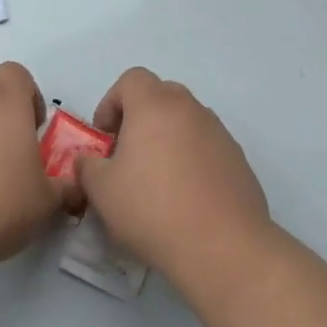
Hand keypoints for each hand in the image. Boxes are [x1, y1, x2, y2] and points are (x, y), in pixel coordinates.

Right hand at [76, 68, 271, 291]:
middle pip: (161, 95)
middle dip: (139, 118)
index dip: (111, 102)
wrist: (222, 247)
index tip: (105, 138)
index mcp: (155, 106)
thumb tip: (89, 161)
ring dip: (167, 139)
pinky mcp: (238, 160)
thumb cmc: (152, 209)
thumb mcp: (102, 191)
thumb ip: (87, 167)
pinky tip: (185, 198)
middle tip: (127, 155)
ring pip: (186, 121)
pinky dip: (192, 160)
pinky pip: (207, 147)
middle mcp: (190, 109)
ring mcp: (219, 133)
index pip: (131, 79)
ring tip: (157, 181)